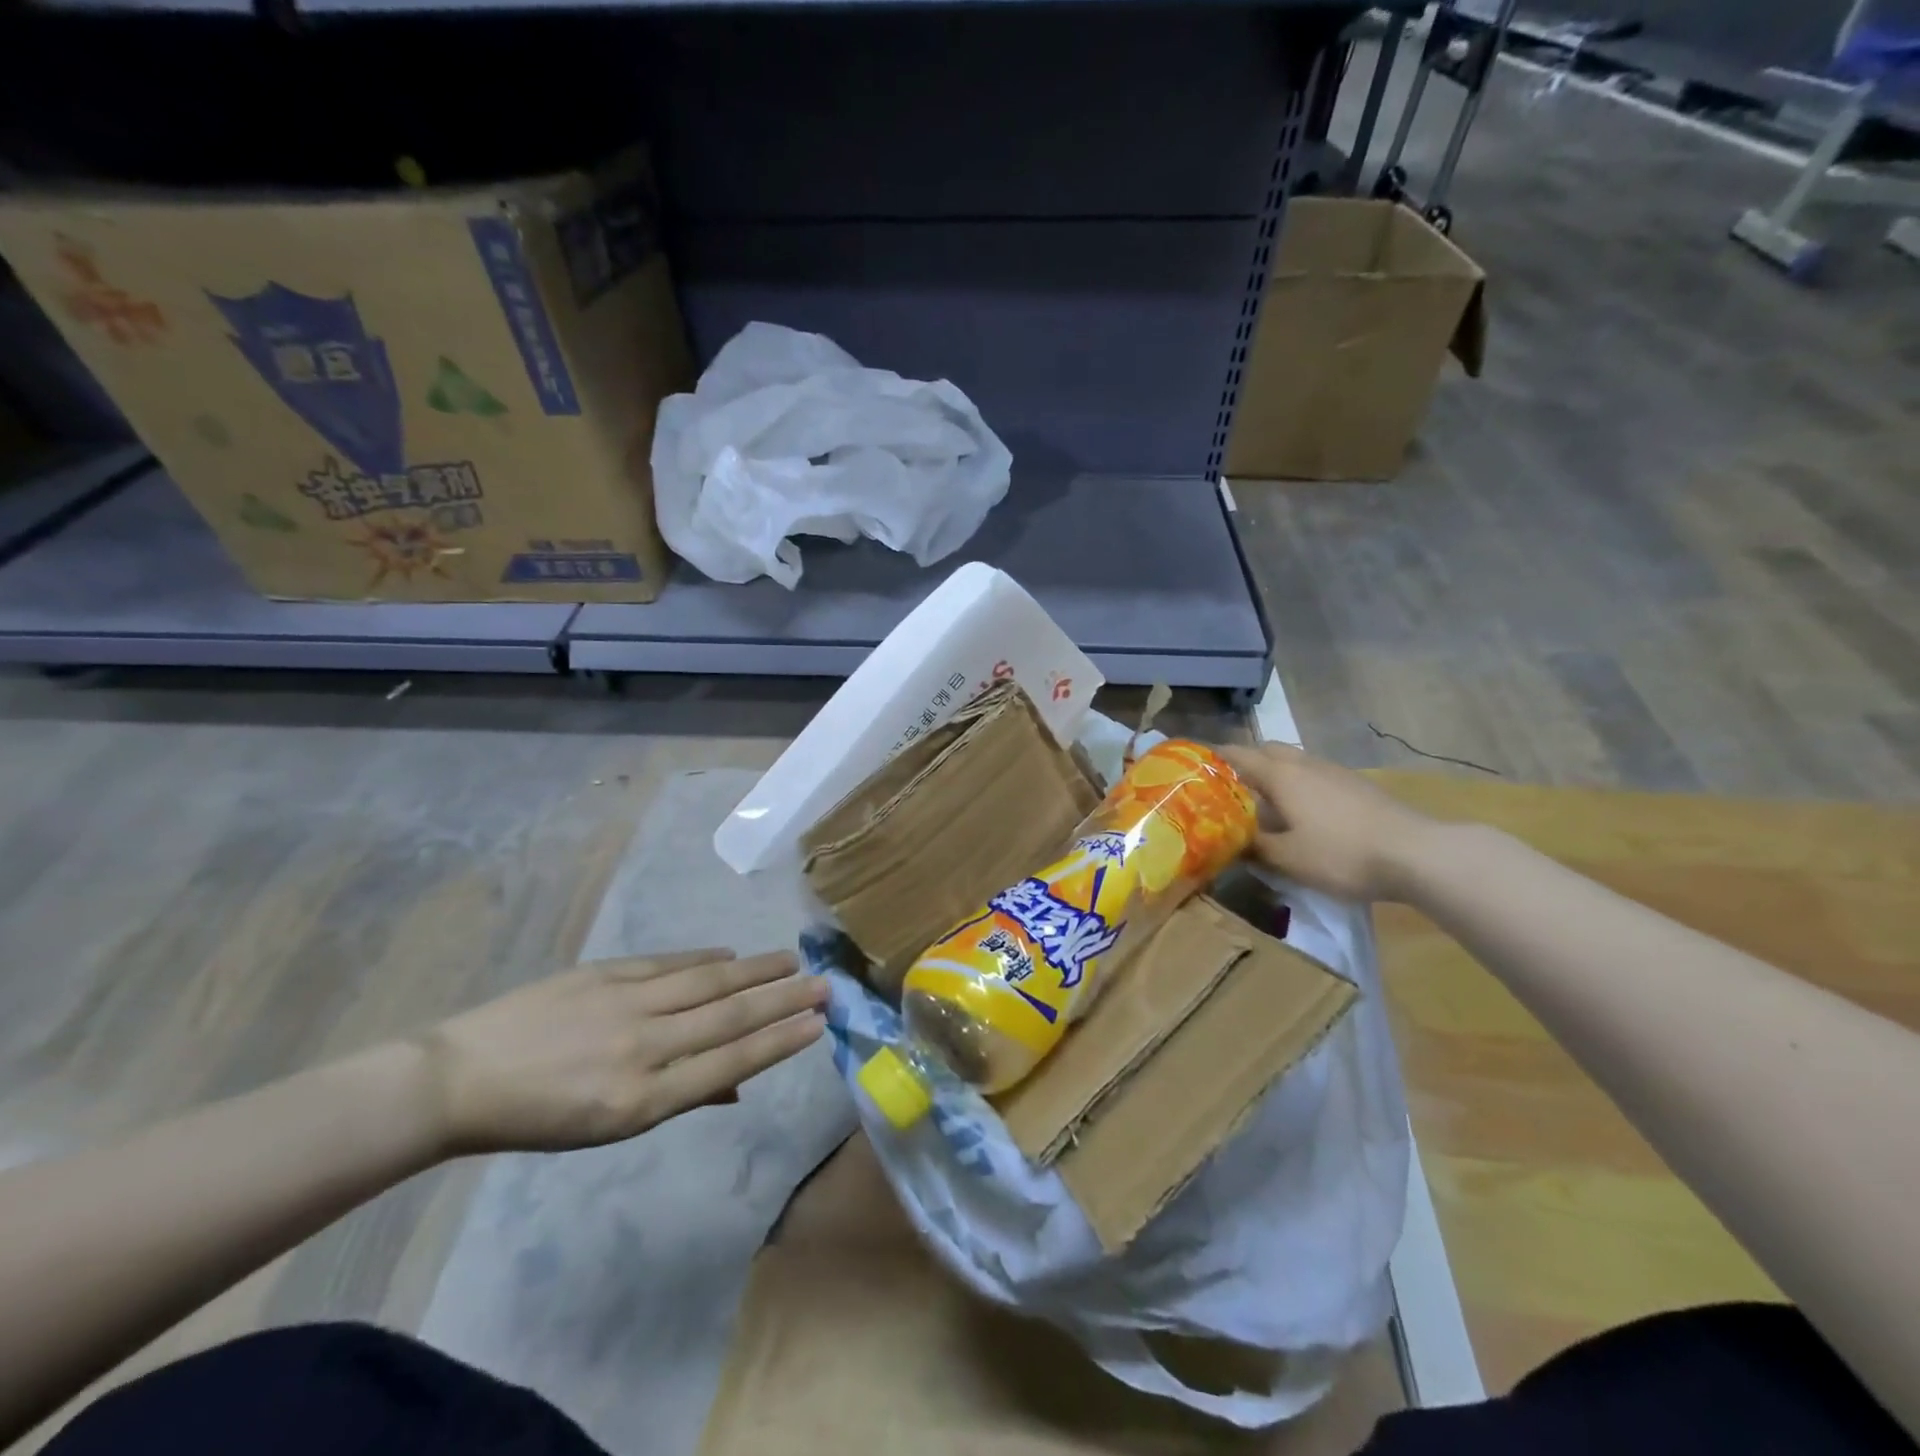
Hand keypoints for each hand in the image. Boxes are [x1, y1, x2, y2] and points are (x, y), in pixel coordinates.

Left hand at [414, 949, 827, 1155]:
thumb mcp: (610, 1128)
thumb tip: (739, 1086)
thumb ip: (680, 1100)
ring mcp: (625, 1005)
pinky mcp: (607, 974)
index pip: (729, 1065)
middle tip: (824, 985)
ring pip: (707, 982)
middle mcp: (643, 1048)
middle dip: (782, 1001)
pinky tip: (731, 955)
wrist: (461, 1078)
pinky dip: (706, 959)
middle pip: (729, 1017)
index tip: (816, 1024)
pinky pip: (670, 963)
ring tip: (791, 961)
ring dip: (755, 971)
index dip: (777, 1042)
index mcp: (642, 1100)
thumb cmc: (540, 1117)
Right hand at [1217, 743, 1437, 901]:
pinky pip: (1314, 775)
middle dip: (1245, 763)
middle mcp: (1305, 764)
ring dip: (1274, 774)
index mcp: (1281, 775)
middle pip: (1267, 750)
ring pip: (1294, 762)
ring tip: (1263, 803)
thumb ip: (1253, 847)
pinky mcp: (1356, 786)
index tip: (1192, 767)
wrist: (1417, 854)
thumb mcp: (1287, 859)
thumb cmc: (1341, 853)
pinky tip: (1302, 813)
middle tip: (1228, 789)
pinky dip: (1298, 785)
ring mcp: (1334, 772)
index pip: (1237, 754)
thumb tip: (1228, 841)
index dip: (1212, 758)